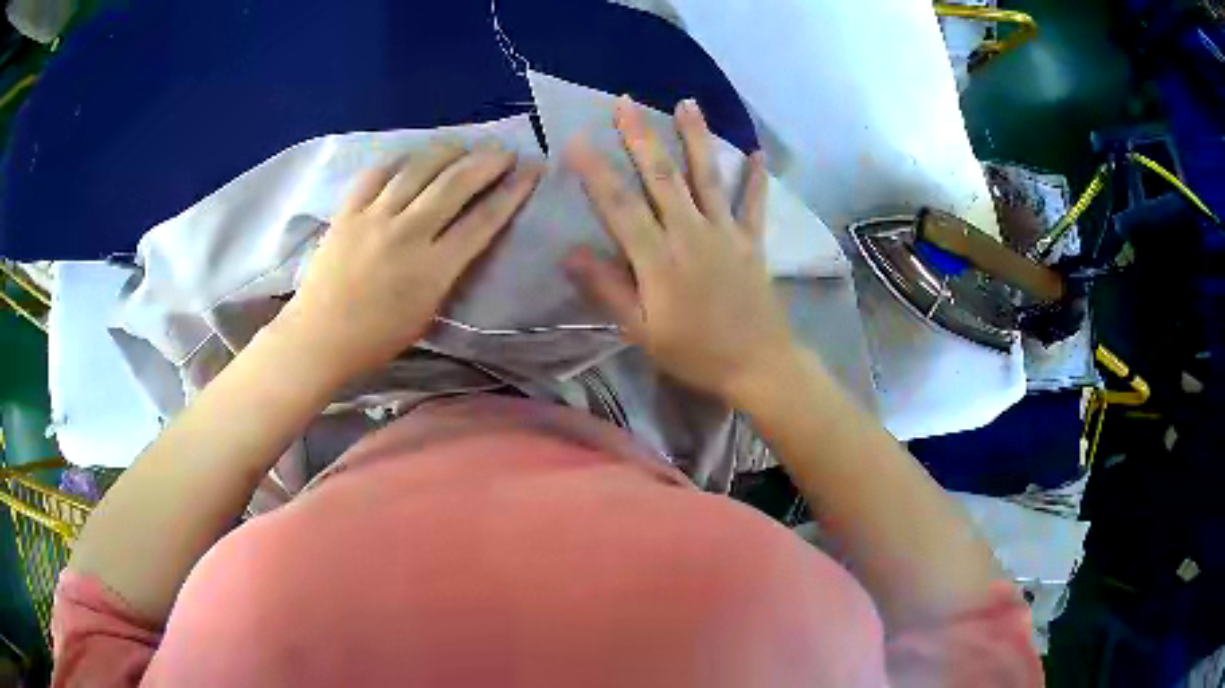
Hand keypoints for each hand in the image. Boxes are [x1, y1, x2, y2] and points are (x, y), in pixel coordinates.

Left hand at [277, 141, 542, 383]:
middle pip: (456, 183)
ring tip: (463, 146)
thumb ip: (448, 271)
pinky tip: (410, 158)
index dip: (513, 191)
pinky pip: (376, 174)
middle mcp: (408, 234)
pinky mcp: (347, 211)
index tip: (532, 170)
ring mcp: (374, 218)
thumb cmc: (377, 339)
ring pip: (418, 169)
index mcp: (433, 269)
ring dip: (447, 151)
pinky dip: (398, 161)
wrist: (319, 338)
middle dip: (487, 161)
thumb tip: (463, 236)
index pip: (483, 220)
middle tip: (504, 151)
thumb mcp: (428, 313)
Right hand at [563, 97, 799, 403]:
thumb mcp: (642, 332)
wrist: (758, 365)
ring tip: (687, 103)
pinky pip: (753, 203)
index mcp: (658, 258)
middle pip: (661, 177)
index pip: (619, 205)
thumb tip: (570, 254)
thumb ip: (608, 290)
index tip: (576, 140)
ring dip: (695, 137)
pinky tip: (754, 151)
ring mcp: (725, 233)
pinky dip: (754, 177)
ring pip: (706, 176)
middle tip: (625, 102)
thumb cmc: (695, 353)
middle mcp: (691, 233)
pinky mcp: (751, 241)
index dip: (595, 171)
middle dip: (640, 136)